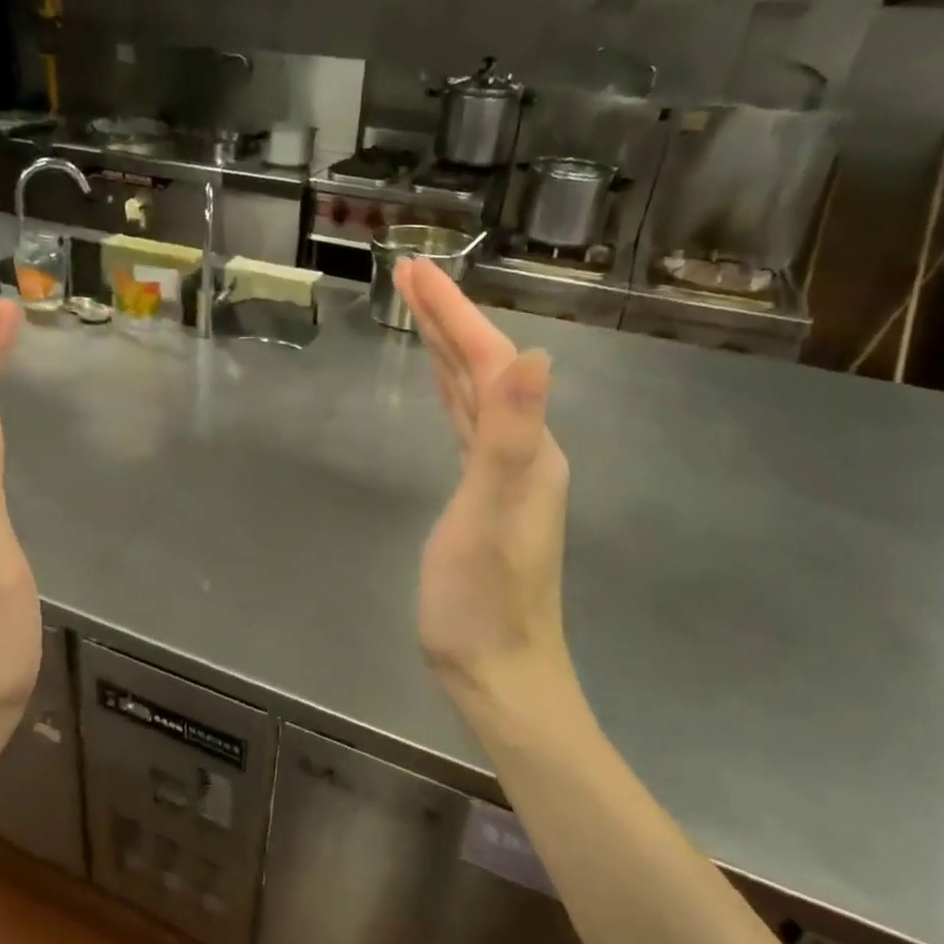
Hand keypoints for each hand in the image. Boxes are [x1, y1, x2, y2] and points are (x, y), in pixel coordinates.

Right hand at [394, 258, 577, 722]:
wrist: (498, 671)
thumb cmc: (485, 600)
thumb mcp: (491, 515)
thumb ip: (511, 436)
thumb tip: (534, 355)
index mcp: (528, 447)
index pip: (490, 362)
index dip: (453, 315)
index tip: (413, 272)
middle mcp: (524, 450)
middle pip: (484, 369)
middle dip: (447, 320)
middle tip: (408, 276)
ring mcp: (505, 474)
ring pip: (475, 395)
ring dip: (449, 350)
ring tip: (420, 313)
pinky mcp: (482, 495)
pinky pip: (466, 426)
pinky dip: (451, 394)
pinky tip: (443, 387)